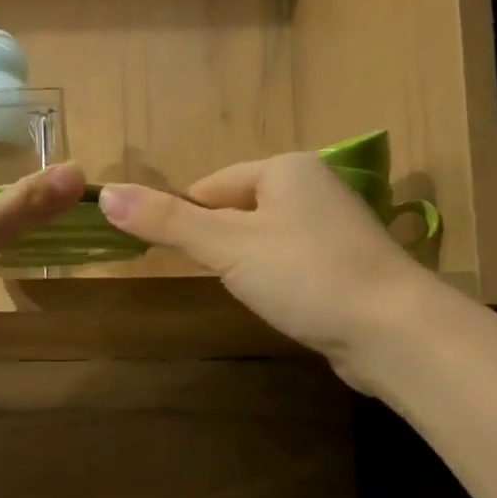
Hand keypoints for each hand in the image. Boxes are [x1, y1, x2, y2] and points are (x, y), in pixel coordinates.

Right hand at [98, 153, 429, 378]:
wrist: (391, 329)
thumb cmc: (304, 275)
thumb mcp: (226, 246)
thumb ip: (167, 221)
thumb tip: (105, 194)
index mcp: (285, 168)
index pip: (211, 185)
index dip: (185, 218)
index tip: (174, 256)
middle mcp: (313, 186)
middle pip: (238, 210)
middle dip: (218, 244)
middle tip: (215, 278)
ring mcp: (335, 226)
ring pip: (264, 238)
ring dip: (246, 264)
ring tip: (250, 293)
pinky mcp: (346, 263)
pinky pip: (292, 261)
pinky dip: (276, 279)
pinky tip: (281, 302)